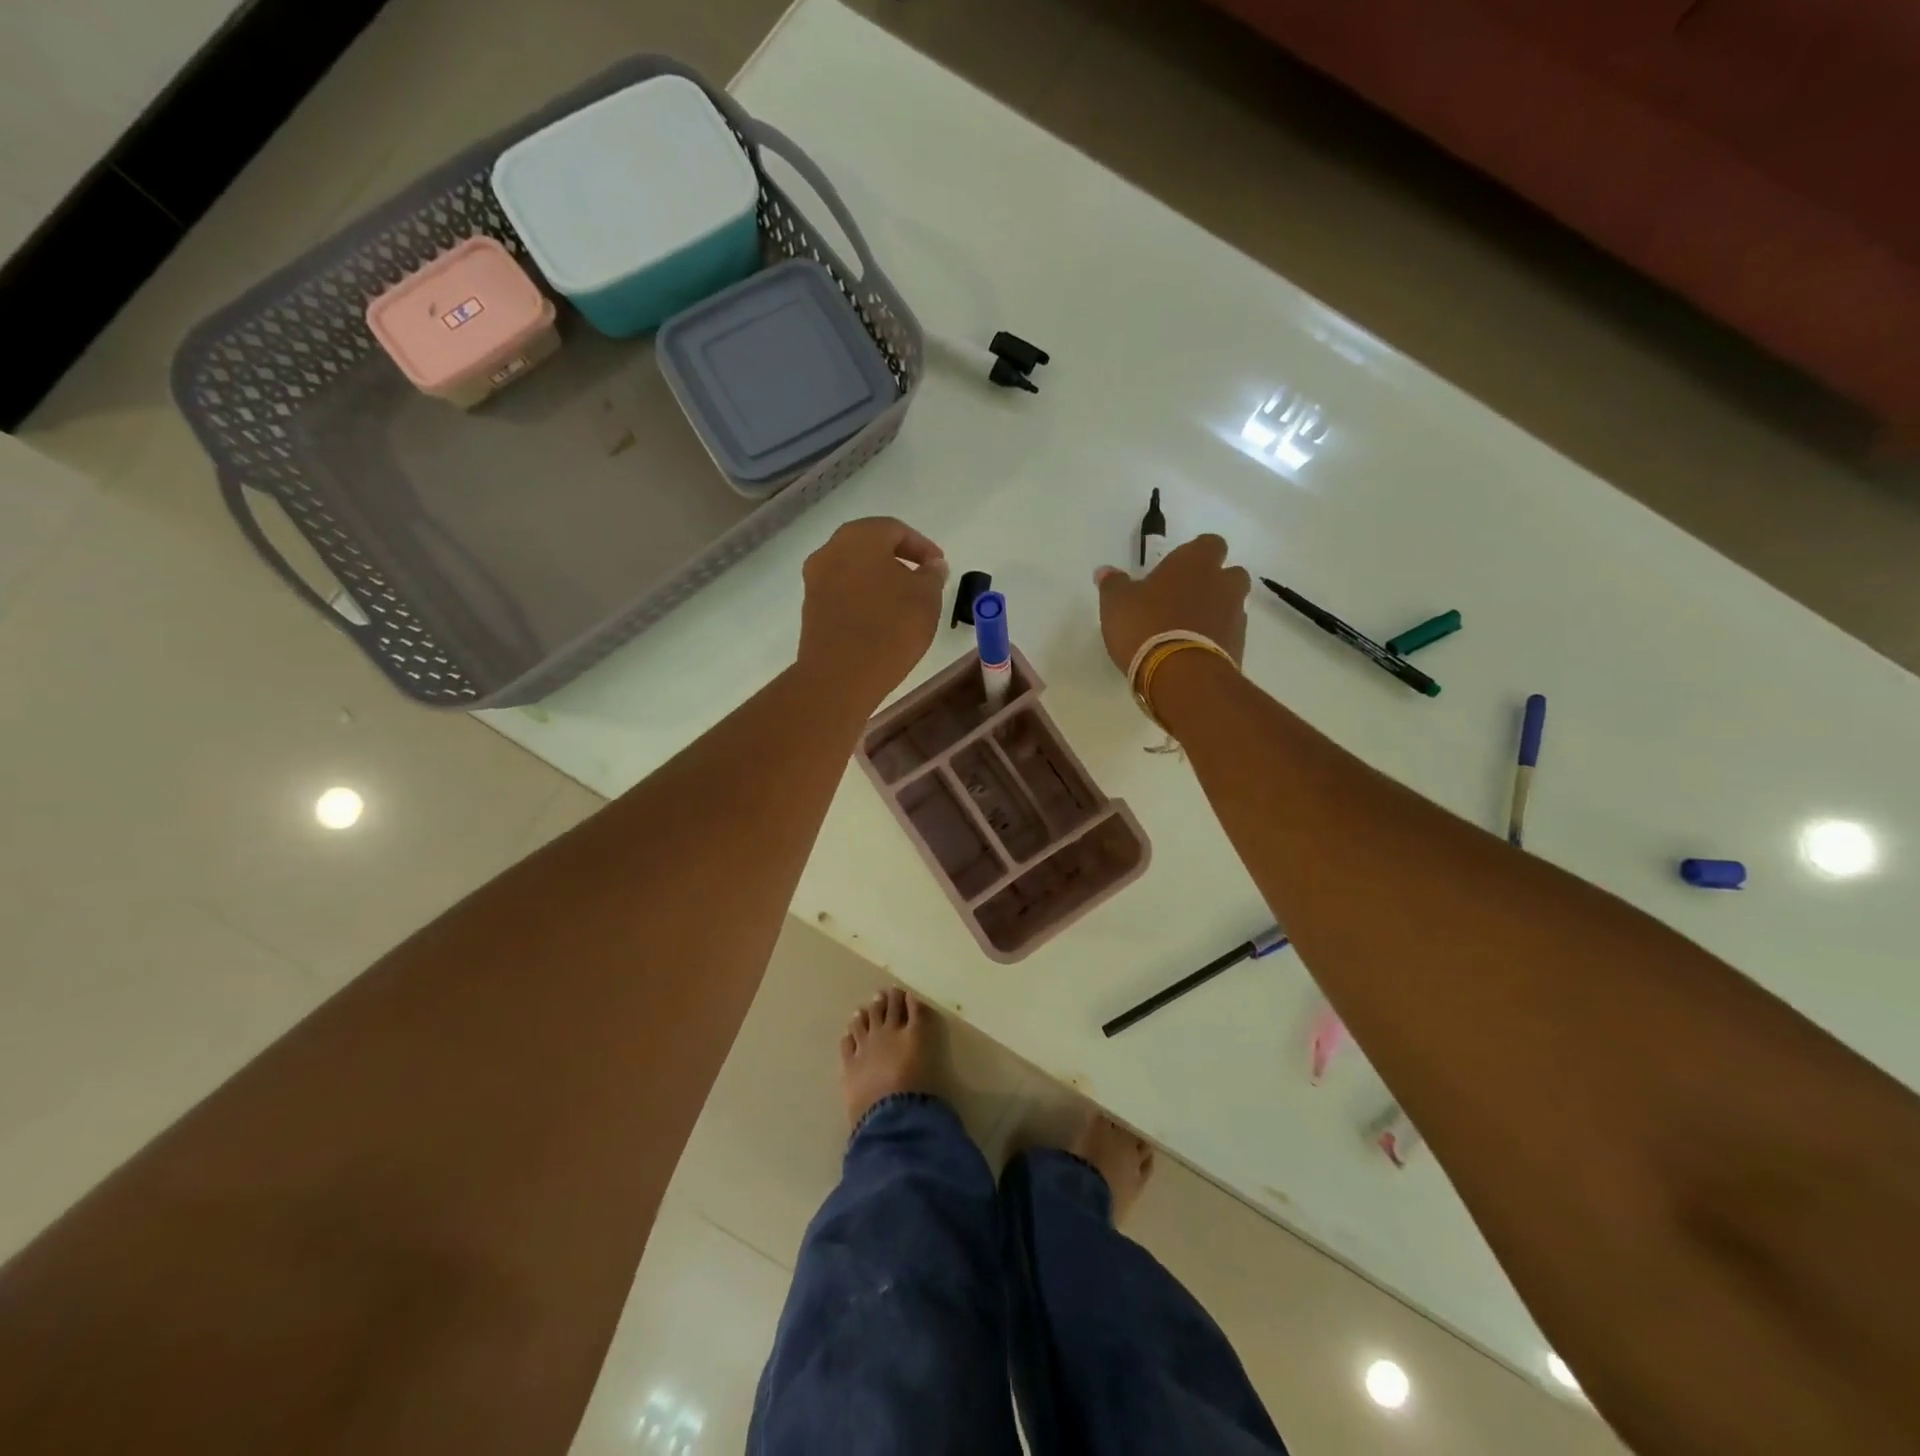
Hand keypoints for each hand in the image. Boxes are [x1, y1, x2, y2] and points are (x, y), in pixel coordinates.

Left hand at [798, 517, 949, 704]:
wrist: (841, 675)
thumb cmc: (891, 627)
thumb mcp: (927, 599)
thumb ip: (932, 575)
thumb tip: (932, 565)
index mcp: (860, 537)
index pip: (896, 530)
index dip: (922, 546)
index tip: (939, 566)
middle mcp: (831, 550)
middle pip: (870, 545)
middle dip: (898, 560)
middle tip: (922, 579)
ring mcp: (815, 579)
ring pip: (854, 569)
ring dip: (879, 579)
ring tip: (903, 602)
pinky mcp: (810, 608)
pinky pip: (842, 592)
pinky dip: (863, 597)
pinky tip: (880, 618)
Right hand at [1095, 534, 1249, 673]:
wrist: (1182, 676)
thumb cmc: (1147, 627)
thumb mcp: (1117, 603)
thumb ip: (1113, 584)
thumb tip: (1105, 571)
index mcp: (1195, 562)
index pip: (1210, 544)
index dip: (1196, 555)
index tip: (1177, 570)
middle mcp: (1223, 583)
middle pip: (1230, 574)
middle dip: (1214, 583)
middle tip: (1185, 599)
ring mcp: (1235, 616)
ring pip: (1232, 606)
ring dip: (1216, 613)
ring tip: (1188, 630)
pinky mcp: (1238, 647)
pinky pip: (1229, 635)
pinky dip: (1216, 640)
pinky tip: (1192, 653)